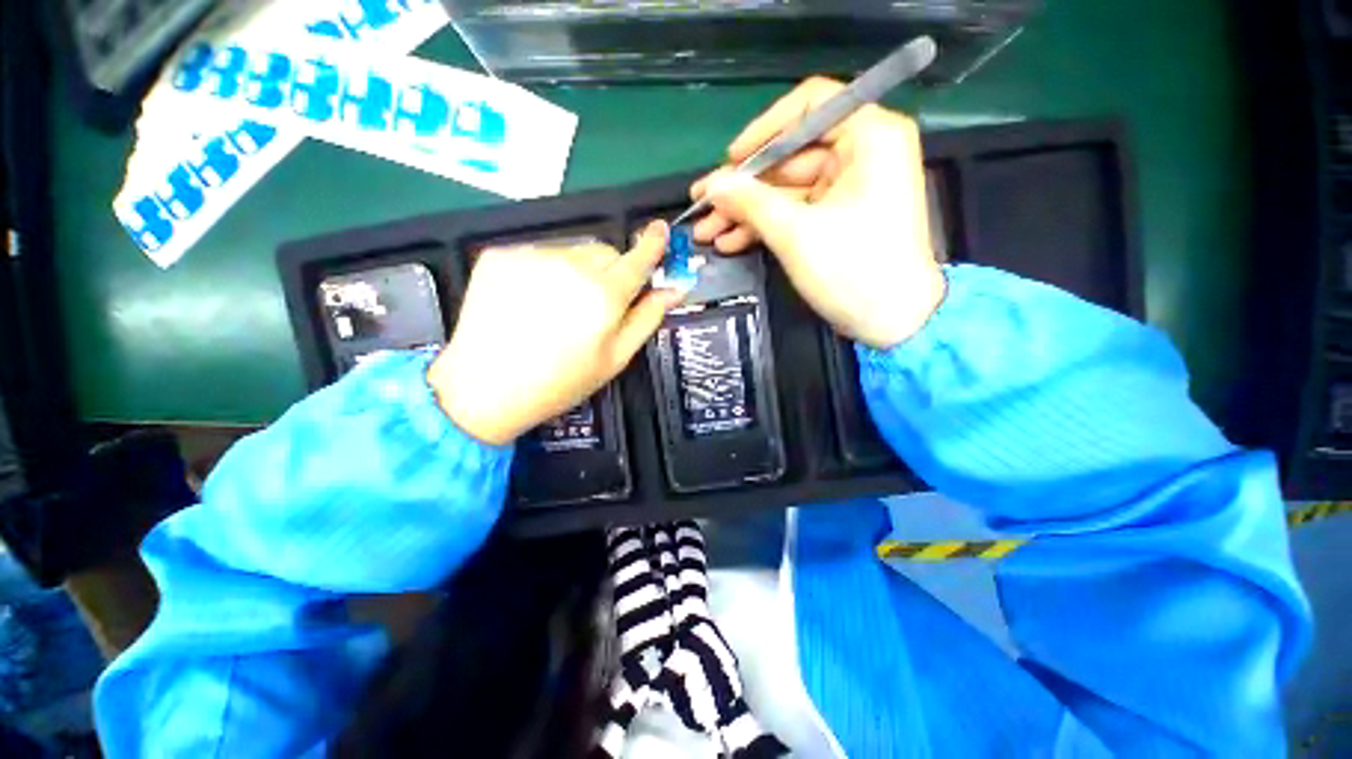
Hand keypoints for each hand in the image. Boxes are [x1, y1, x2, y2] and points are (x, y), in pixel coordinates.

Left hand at [428, 223, 681, 445]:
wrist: (485, 387)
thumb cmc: (561, 381)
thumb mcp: (615, 359)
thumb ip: (647, 318)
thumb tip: (674, 290)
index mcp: (604, 295)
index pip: (637, 260)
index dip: (652, 245)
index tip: (660, 229)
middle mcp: (571, 266)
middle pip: (605, 252)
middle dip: (610, 270)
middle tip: (597, 304)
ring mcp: (532, 256)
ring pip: (572, 251)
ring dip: (578, 270)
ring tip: (560, 306)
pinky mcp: (501, 255)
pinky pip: (539, 253)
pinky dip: (545, 270)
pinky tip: (532, 300)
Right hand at [691, 78, 944, 348]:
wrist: (893, 322)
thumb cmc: (854, 271)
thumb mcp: (796, 234)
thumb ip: (750, 203)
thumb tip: (711, 185)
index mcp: (870, 136)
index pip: (811, 105)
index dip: (764, 130)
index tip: (731, 159)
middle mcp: (862, 153)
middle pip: (790, 156)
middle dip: (743, 187)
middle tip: (702, 205)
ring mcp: (848, 188)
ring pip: (786, 189)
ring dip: (746, 212)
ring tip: (707, 232)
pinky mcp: (837, 217)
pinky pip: (795, 211)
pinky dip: (765, 226)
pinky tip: (730, 242)